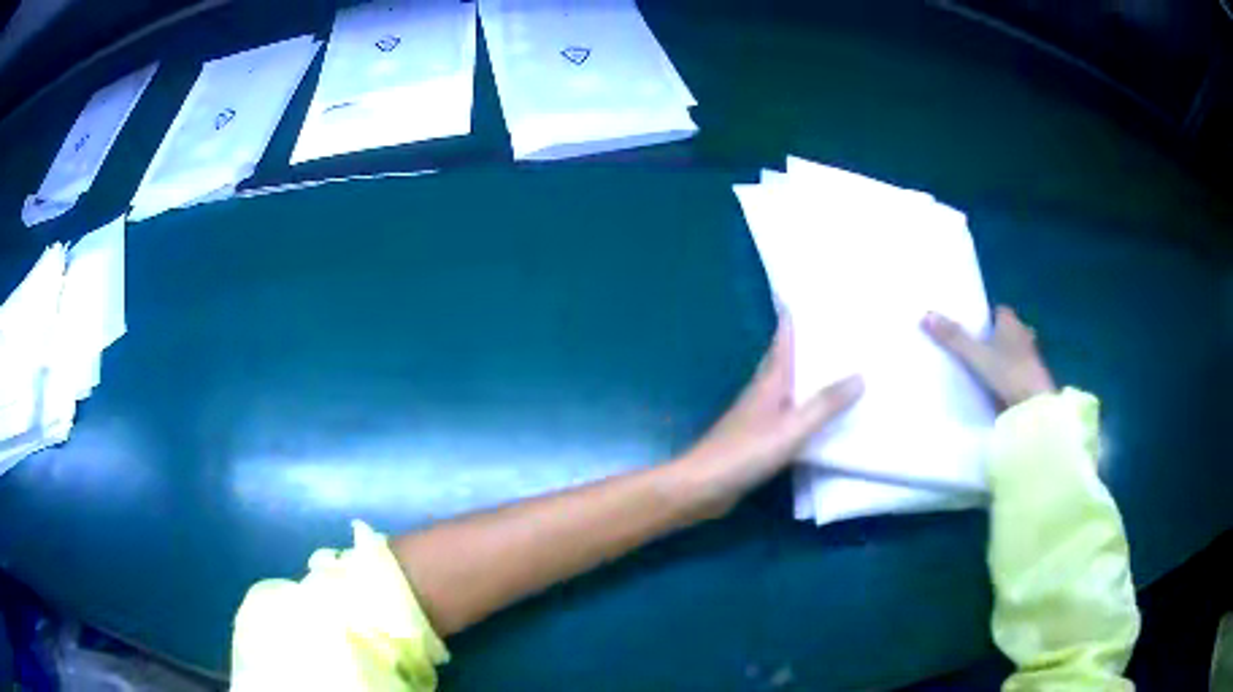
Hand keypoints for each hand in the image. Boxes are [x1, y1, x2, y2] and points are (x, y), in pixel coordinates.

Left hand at [677, 314, 863, 517]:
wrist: (702, 487)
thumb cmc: (744, 453)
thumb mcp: (792, 428)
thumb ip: (825, 405)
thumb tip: (860, 375)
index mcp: (769, 381)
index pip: (782, 339)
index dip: (792, 317)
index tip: (809, 295)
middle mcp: (762, 391)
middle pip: (785, 359)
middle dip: (805, 343)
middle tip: (836, 331)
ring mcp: (757, 415)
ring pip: (787, 386)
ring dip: (807, 375)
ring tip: (837, 368)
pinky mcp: (756, 438)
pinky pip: (787, 413)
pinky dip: (804, 407)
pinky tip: (819, 416)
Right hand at [923, 306, 1055, 408]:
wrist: (1034, 408)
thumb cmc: (1009, 373)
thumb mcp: (976, 356)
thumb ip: (953, 338)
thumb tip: (925, 314)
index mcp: (1012, 324)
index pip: (1000, 311)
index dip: (988, 317)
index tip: (974, 325)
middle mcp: (1024, 337)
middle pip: (1009, 331)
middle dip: (997, 337)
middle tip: (978, 347)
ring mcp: (1031, 361)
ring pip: (1015, 352)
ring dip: (1004, 357)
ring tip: (985, 368)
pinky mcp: (1032, 382)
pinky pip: (1017, 373)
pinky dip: (1008, 376)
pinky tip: (997, 386)